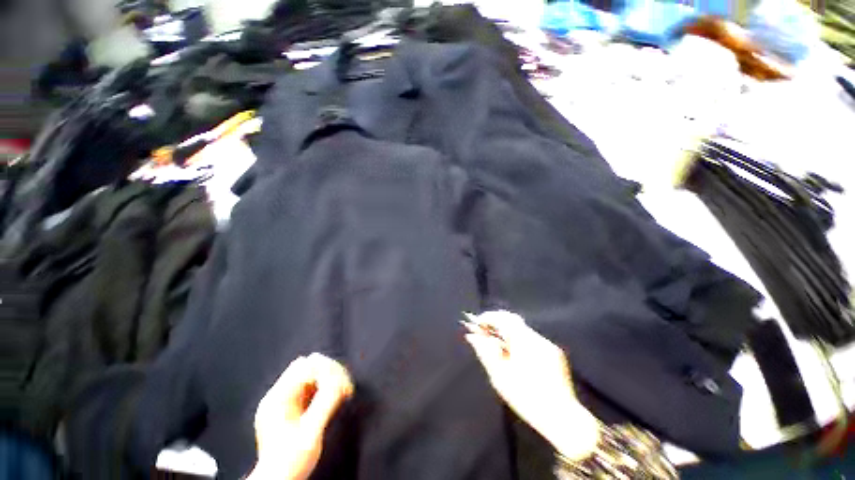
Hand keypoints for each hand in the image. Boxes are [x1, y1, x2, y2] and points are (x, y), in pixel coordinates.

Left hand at [248, 353, 353, 479]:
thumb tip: (340, 380)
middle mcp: (280, 395)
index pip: (305, 366)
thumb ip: (325, 403)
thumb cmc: (290, 463)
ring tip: (344, 393)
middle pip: (309, 366)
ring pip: (312, 375)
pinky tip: (335, 399)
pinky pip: (313, 387)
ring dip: (330, 380)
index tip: (343, 384)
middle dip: (330, 373)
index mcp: (278, 398)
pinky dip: (326, 389)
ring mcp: (285, 401)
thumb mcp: (310, 433)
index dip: (326, 370)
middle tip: (345, 388)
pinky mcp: (293, 408)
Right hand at [462, 311, 599, 459]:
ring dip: (509, 333)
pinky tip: (516, 356)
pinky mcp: (555, 354)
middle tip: (485, 333)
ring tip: (498, 346)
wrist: (562, 418)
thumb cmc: (526, 397)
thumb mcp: (499, 375)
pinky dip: (520, 342)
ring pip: (523, 330)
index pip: (503, 318)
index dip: (488, 317)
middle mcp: (537, 338)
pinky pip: (533, 340)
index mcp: (524, 340)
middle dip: (498, 323)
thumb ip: (485, 351)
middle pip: (514, 321)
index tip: (477, 323)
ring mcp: (548, 345)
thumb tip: (472, 336)